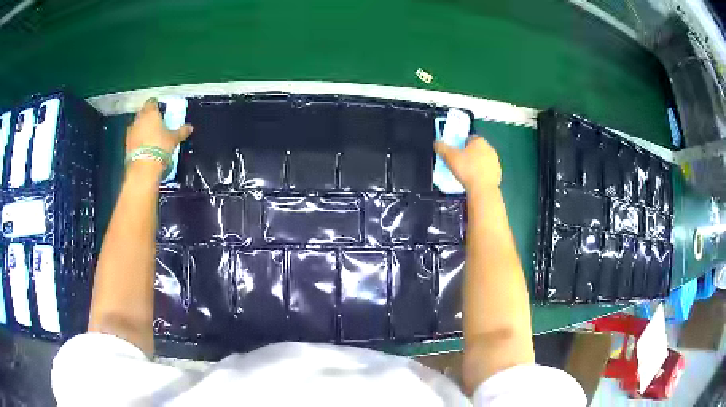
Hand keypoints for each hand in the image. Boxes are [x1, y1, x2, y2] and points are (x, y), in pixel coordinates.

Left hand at [126, 98, 192, 153]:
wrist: (143, 167)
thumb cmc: (160, 147)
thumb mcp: (174, 139)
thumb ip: (181, 131)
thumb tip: (190, 127)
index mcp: (150, 112)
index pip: (152, 101)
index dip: (156, 104)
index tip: (160, 109)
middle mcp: (139, 118)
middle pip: (143, 112)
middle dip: (148, 115)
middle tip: (156, 122)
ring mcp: (131, 131)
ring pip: (137, 124)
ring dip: (142, 127)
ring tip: (150, 134)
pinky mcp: (126, 143)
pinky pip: (133, 136)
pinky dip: (138, 137)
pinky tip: (144, 144)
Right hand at [434, 135, 501, 190]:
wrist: (483, 189)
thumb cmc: (467, 170)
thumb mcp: (449, 157)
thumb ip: (442, 147)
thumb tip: (437, 143)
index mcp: (479, 141)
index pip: (469, 138)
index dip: (461, 145)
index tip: (455, 153)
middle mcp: (489, 148)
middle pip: (476, 149)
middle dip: (468, 154)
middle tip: (459, 163)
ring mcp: (495, 161)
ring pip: (482, 160)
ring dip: (475, 164)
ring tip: (466, 174)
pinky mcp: (498, 173)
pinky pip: (487, 171)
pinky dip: (481, 174)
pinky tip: (474, 180)